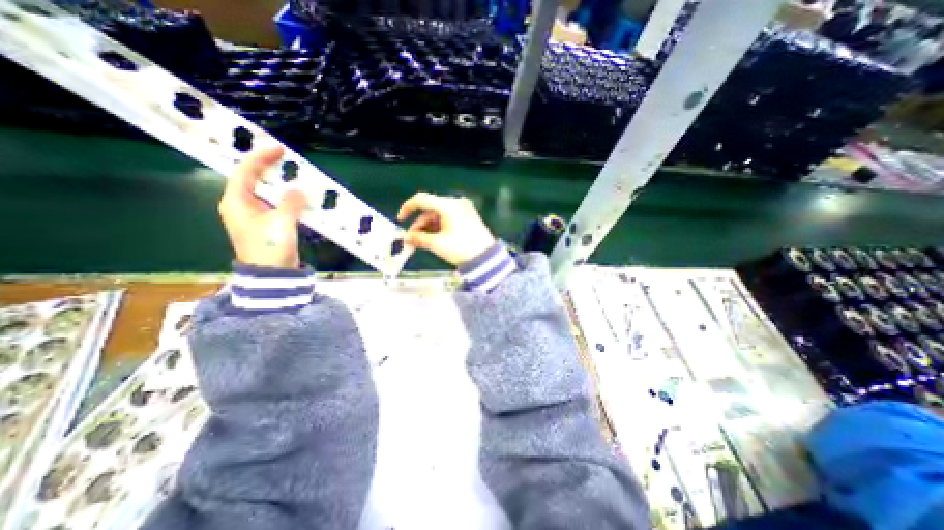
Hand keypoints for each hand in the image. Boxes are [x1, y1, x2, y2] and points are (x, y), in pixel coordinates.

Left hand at [215, 144, 305, 266]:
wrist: (271, 274)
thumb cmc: (269, 247)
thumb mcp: (281, 222)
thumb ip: (291, 203)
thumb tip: (298, 190)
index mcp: (236, 201)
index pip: (244, 172)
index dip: (260, 158)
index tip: (278, 148)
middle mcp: (241, 206)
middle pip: (253, 180)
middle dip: (268, 168)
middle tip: (287, 159)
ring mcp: (255, 216)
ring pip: (266, 192)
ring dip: (280, 183)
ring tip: (295, 175)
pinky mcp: (268, 225)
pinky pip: (277, 204)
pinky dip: (287, 198)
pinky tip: (299, 197)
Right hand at [395, 193, 496, 266]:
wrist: (486, 258)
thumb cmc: (461, 249)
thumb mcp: (437, 244)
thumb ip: (418, 239)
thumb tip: (406, 238)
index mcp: (448, 205)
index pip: (422, 199)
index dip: (408, 208)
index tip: (400, 220)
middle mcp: (456, 203)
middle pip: (431, 209)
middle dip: (419, 224)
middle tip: (412, 239)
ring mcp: (464, 209)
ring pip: (439, 214)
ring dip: (428, 227)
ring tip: (422, 242)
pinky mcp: (468, 217)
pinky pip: (448, 218)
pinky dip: (439, 227)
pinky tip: (434, 238)